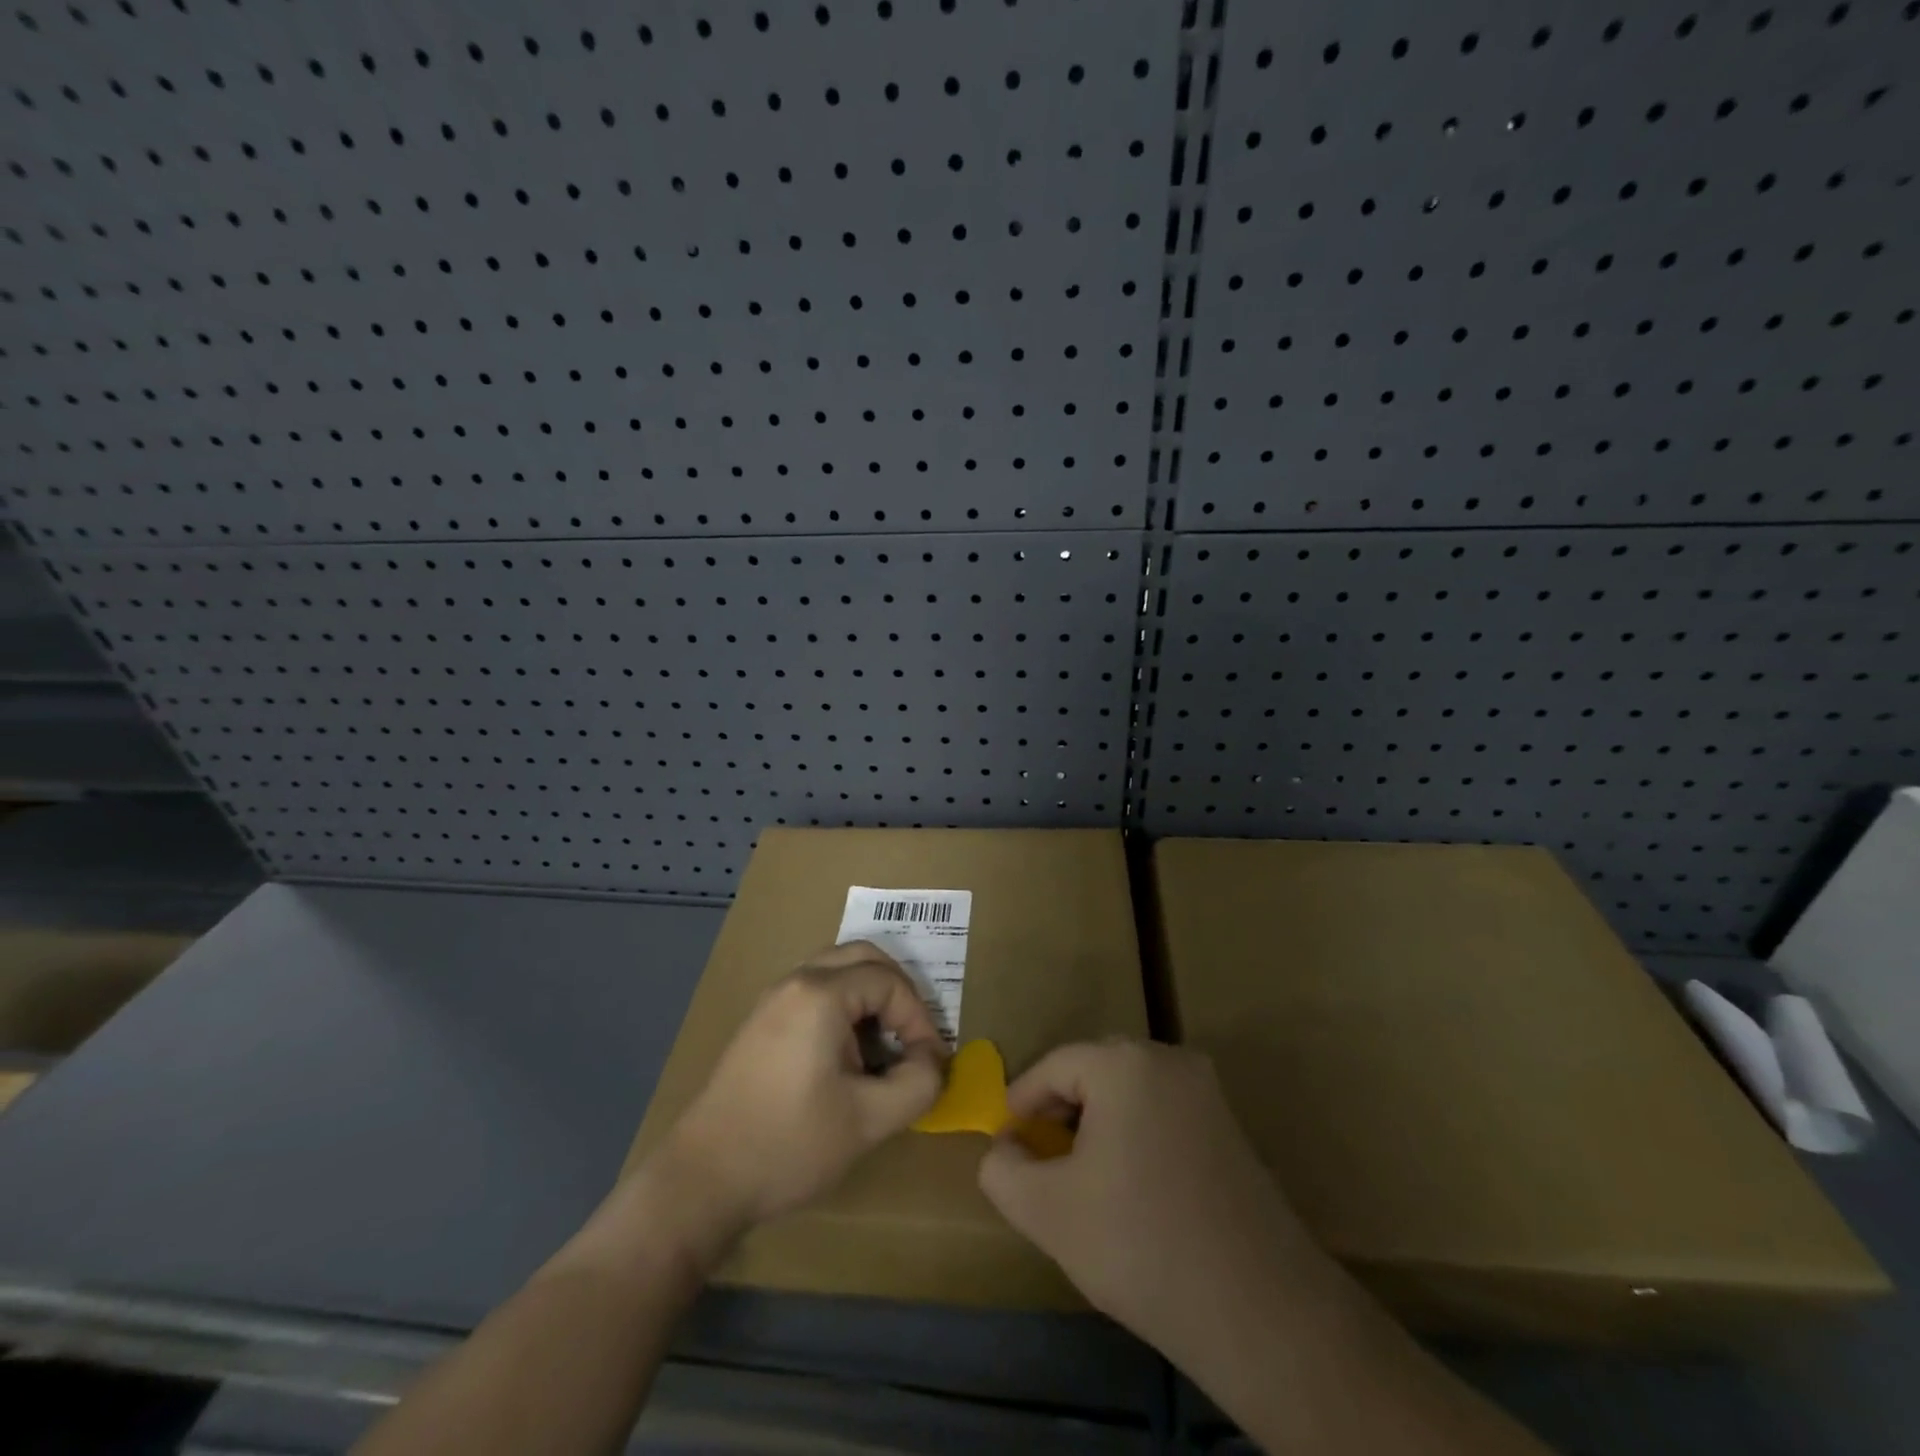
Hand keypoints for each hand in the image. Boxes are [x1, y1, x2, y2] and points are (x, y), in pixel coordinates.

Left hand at [658, 942, 946, 1234]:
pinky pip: (815, 991)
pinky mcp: (761, 1022)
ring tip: (883, 1047)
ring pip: (837, 970)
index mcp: (821, 994)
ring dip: (869, 997)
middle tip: (912, 1037)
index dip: (919, 1018)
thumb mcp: (869, 1121)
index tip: (928, 1063)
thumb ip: (918, 1084)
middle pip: (863, 956)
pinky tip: (847, 1056)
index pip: (890, 982)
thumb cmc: (790, 1144)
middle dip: (897, 992)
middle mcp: (795, 982)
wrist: (703, 1179)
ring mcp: (773, 999)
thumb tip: (933, 1061)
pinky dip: (843, 1006)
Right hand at [978, 1039, 1311, 1350]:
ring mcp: (1206, 1091)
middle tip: (1039, 1157)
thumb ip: (1002, 1169)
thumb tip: (1003, 1147)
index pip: (1054, 1066)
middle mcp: (1169, 1059)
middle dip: (1059, 1112)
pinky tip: (1128, 1187)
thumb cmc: (1139, 1243)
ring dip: (1097, 1124)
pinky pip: (1162, 1112)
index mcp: (1124, 1063)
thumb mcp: (1046, 1211)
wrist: (1258, 1309)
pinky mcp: (1230, 1126)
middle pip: (1093, 1072)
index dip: (1021, 1102)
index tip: (1004, 1142)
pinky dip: (1134, 1135)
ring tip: (1079, 1175)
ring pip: (1129, 1092)